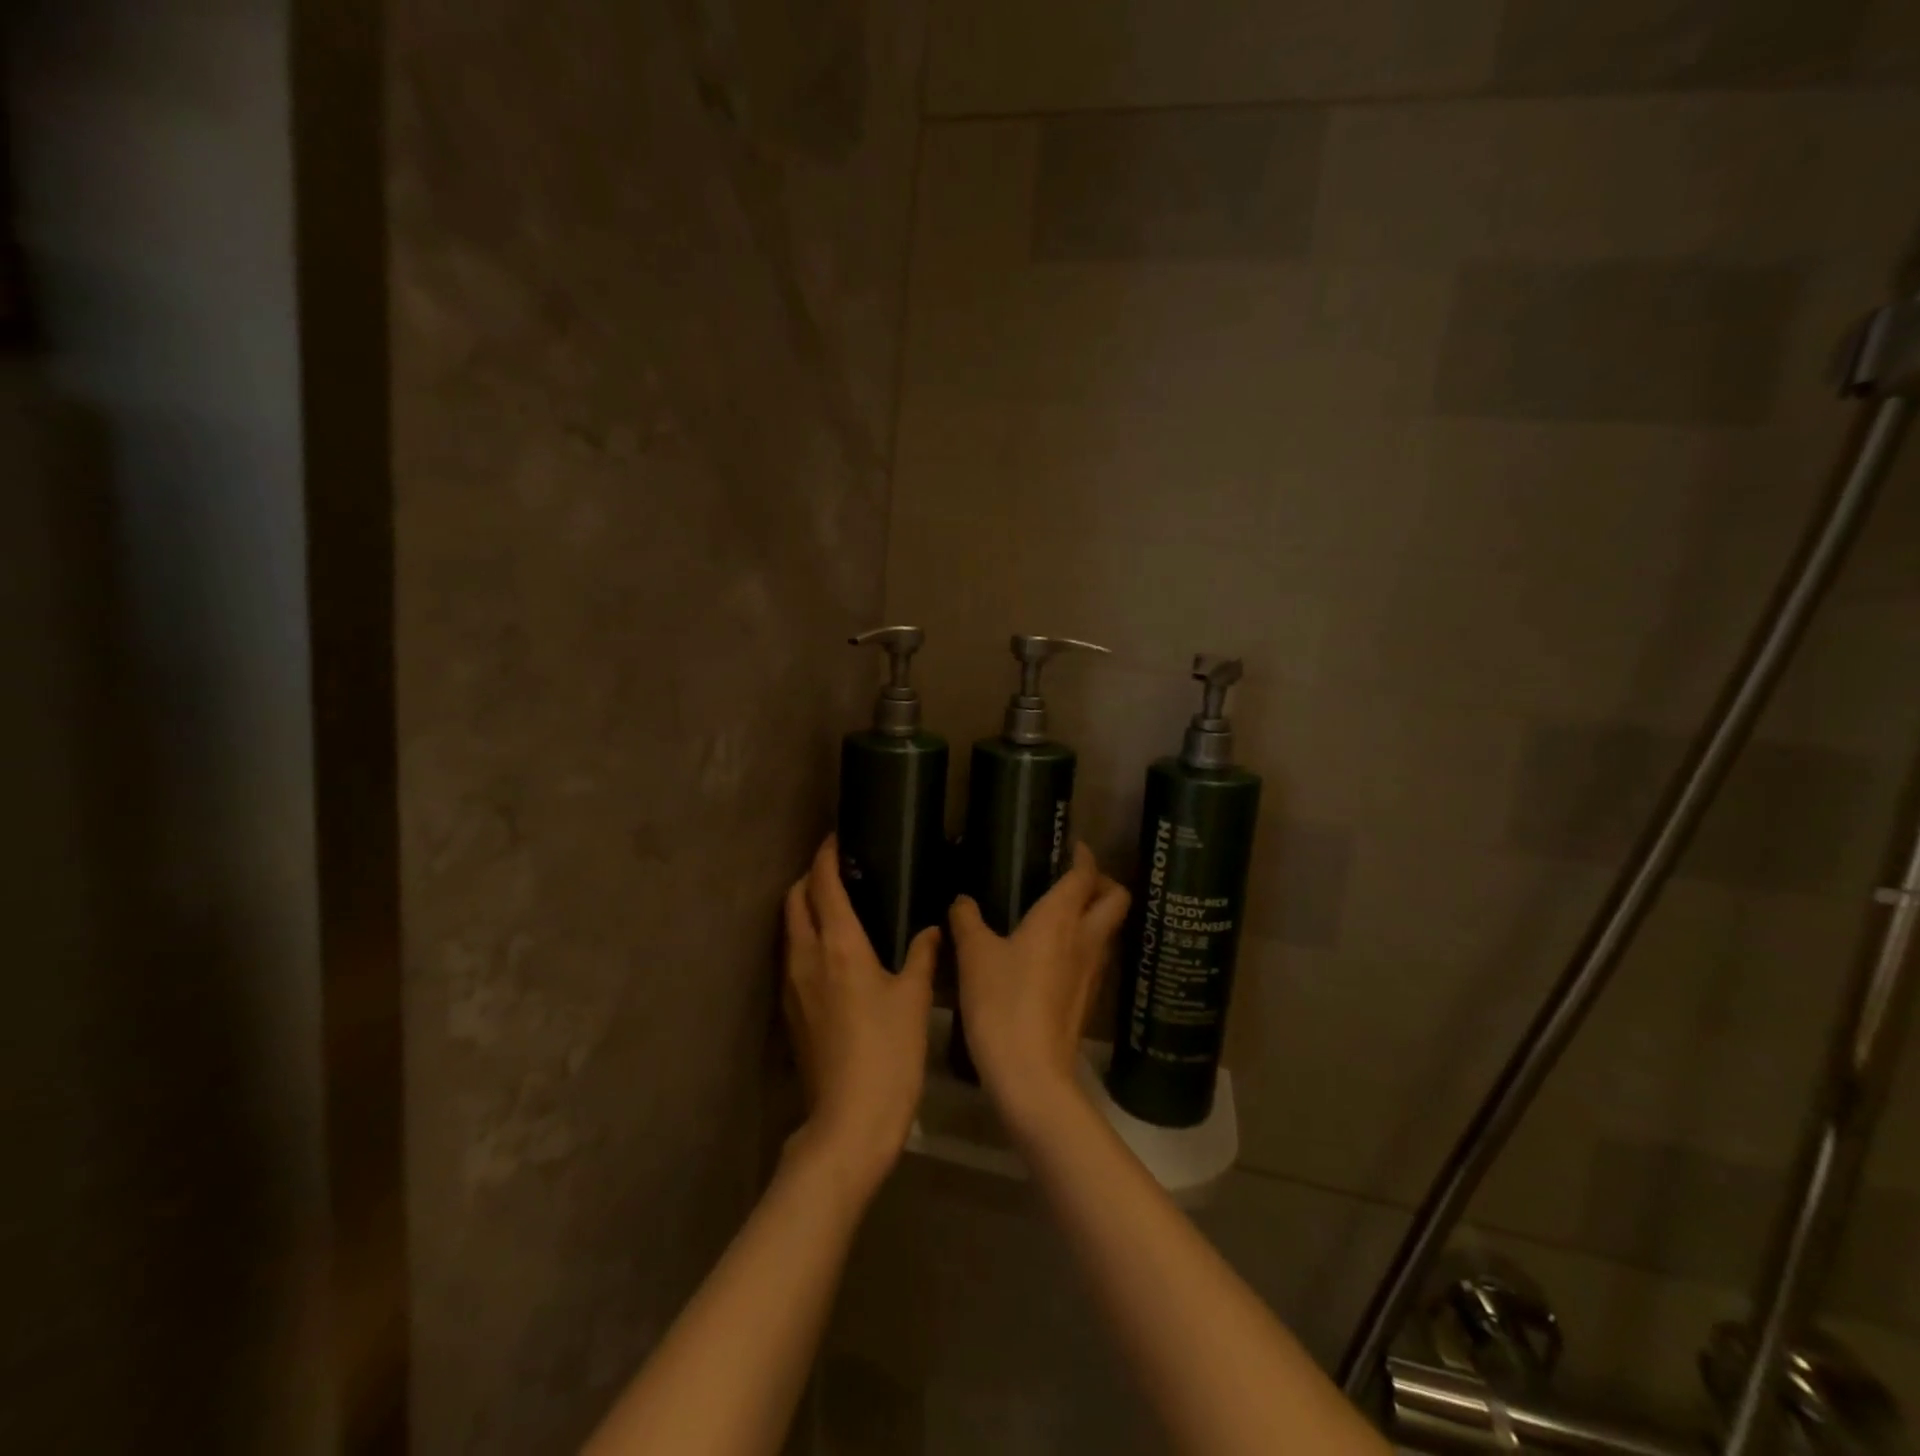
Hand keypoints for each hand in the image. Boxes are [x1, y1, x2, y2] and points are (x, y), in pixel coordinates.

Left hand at [782, 837, 937, 1200]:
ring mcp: (792, 984)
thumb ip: (923, 957)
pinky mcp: (790, 1010)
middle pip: (795, 900)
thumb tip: (932, 930)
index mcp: (839, 946)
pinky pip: (791, 956)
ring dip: (804, 907)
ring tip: (835, 904)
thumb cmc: (888, 1053)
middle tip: (838, 871)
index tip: (837, 838)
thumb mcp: (914, 1000)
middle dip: (810, 877)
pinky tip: (830, 951)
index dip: (826, 856)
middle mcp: (806, 956)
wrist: (849, 1121)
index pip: (823, 885)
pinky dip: (804, 937)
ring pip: (789, 928)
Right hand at [948, 843, 1130, 1133]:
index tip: (1074, 846)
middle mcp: (1086, 938)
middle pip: (1116, 899)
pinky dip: (1085, 944)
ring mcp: (1093, 971)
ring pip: (1109, 929)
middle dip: (1103, 883)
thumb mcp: (973, 955)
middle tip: (1075, 880)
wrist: (1030, 1072)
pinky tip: (1055, 954)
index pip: (1086, 875)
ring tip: (1063, 914)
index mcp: (1061, 917)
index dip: (1084, 856)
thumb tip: (962, 900)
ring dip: (1096, 915)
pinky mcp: (1089, 998)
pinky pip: (1096, 957)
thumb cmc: (1001, 1001)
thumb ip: (967, 921)